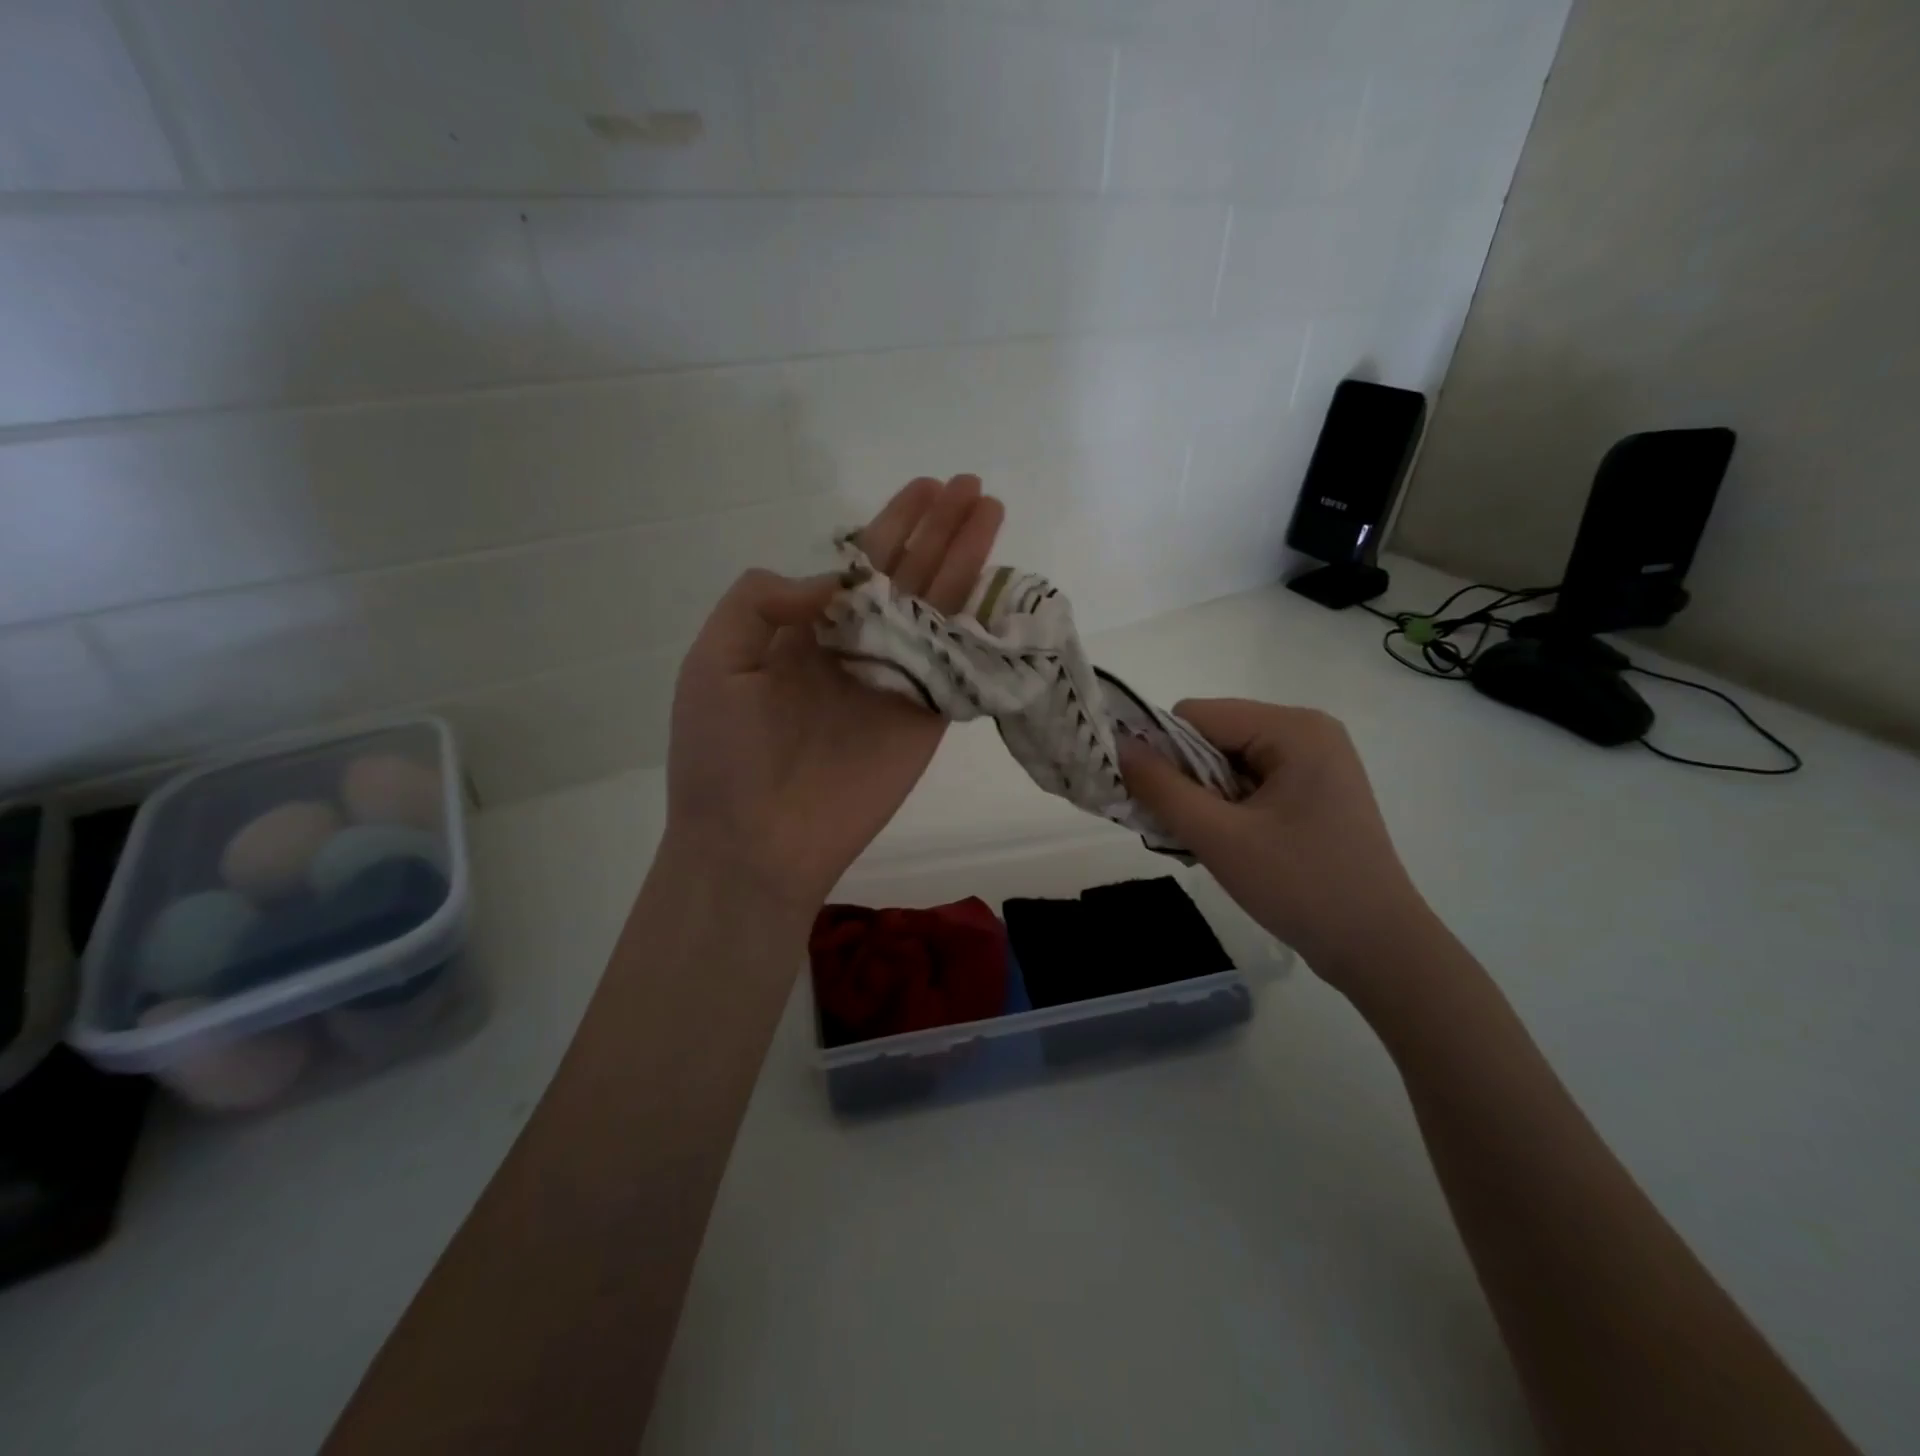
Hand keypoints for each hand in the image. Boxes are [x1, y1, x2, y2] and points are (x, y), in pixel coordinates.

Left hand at [664, 476, 1004, 917]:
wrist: (756, 841)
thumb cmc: (723, 753)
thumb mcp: (715, 660)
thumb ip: (762, 603)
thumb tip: (832, 580)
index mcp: (806, 632)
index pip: (858, 566)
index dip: (893, 525)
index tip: (923, 489)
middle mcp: (856, 649)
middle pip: (908, 577)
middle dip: (939, 531)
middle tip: (970, 487)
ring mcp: (896, 682)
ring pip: (939, 609)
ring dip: (967, 561)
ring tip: (991, 514)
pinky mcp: (925, 718)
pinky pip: (957, 663)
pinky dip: (979, 626)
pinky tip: (1001, 588)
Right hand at [1118, 700, 1434, 993]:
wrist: (1380, 950)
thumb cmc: (1301, 887)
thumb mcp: (1219, 837)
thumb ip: (1161, 788)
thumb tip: (1117, 745)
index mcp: (1292, 728)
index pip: (1196, 716)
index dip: (1162, 752)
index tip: (1153, 802)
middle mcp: (1306, 731)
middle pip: (1212, 736)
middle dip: (1185, 780)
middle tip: (1182, 831)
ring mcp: (1315, 761)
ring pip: (1226, 762)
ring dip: (1204, 799)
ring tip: (1209, 844)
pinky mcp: (1315, 790)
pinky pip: (1250, 782)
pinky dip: (1226, 808)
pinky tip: (1230, 845)